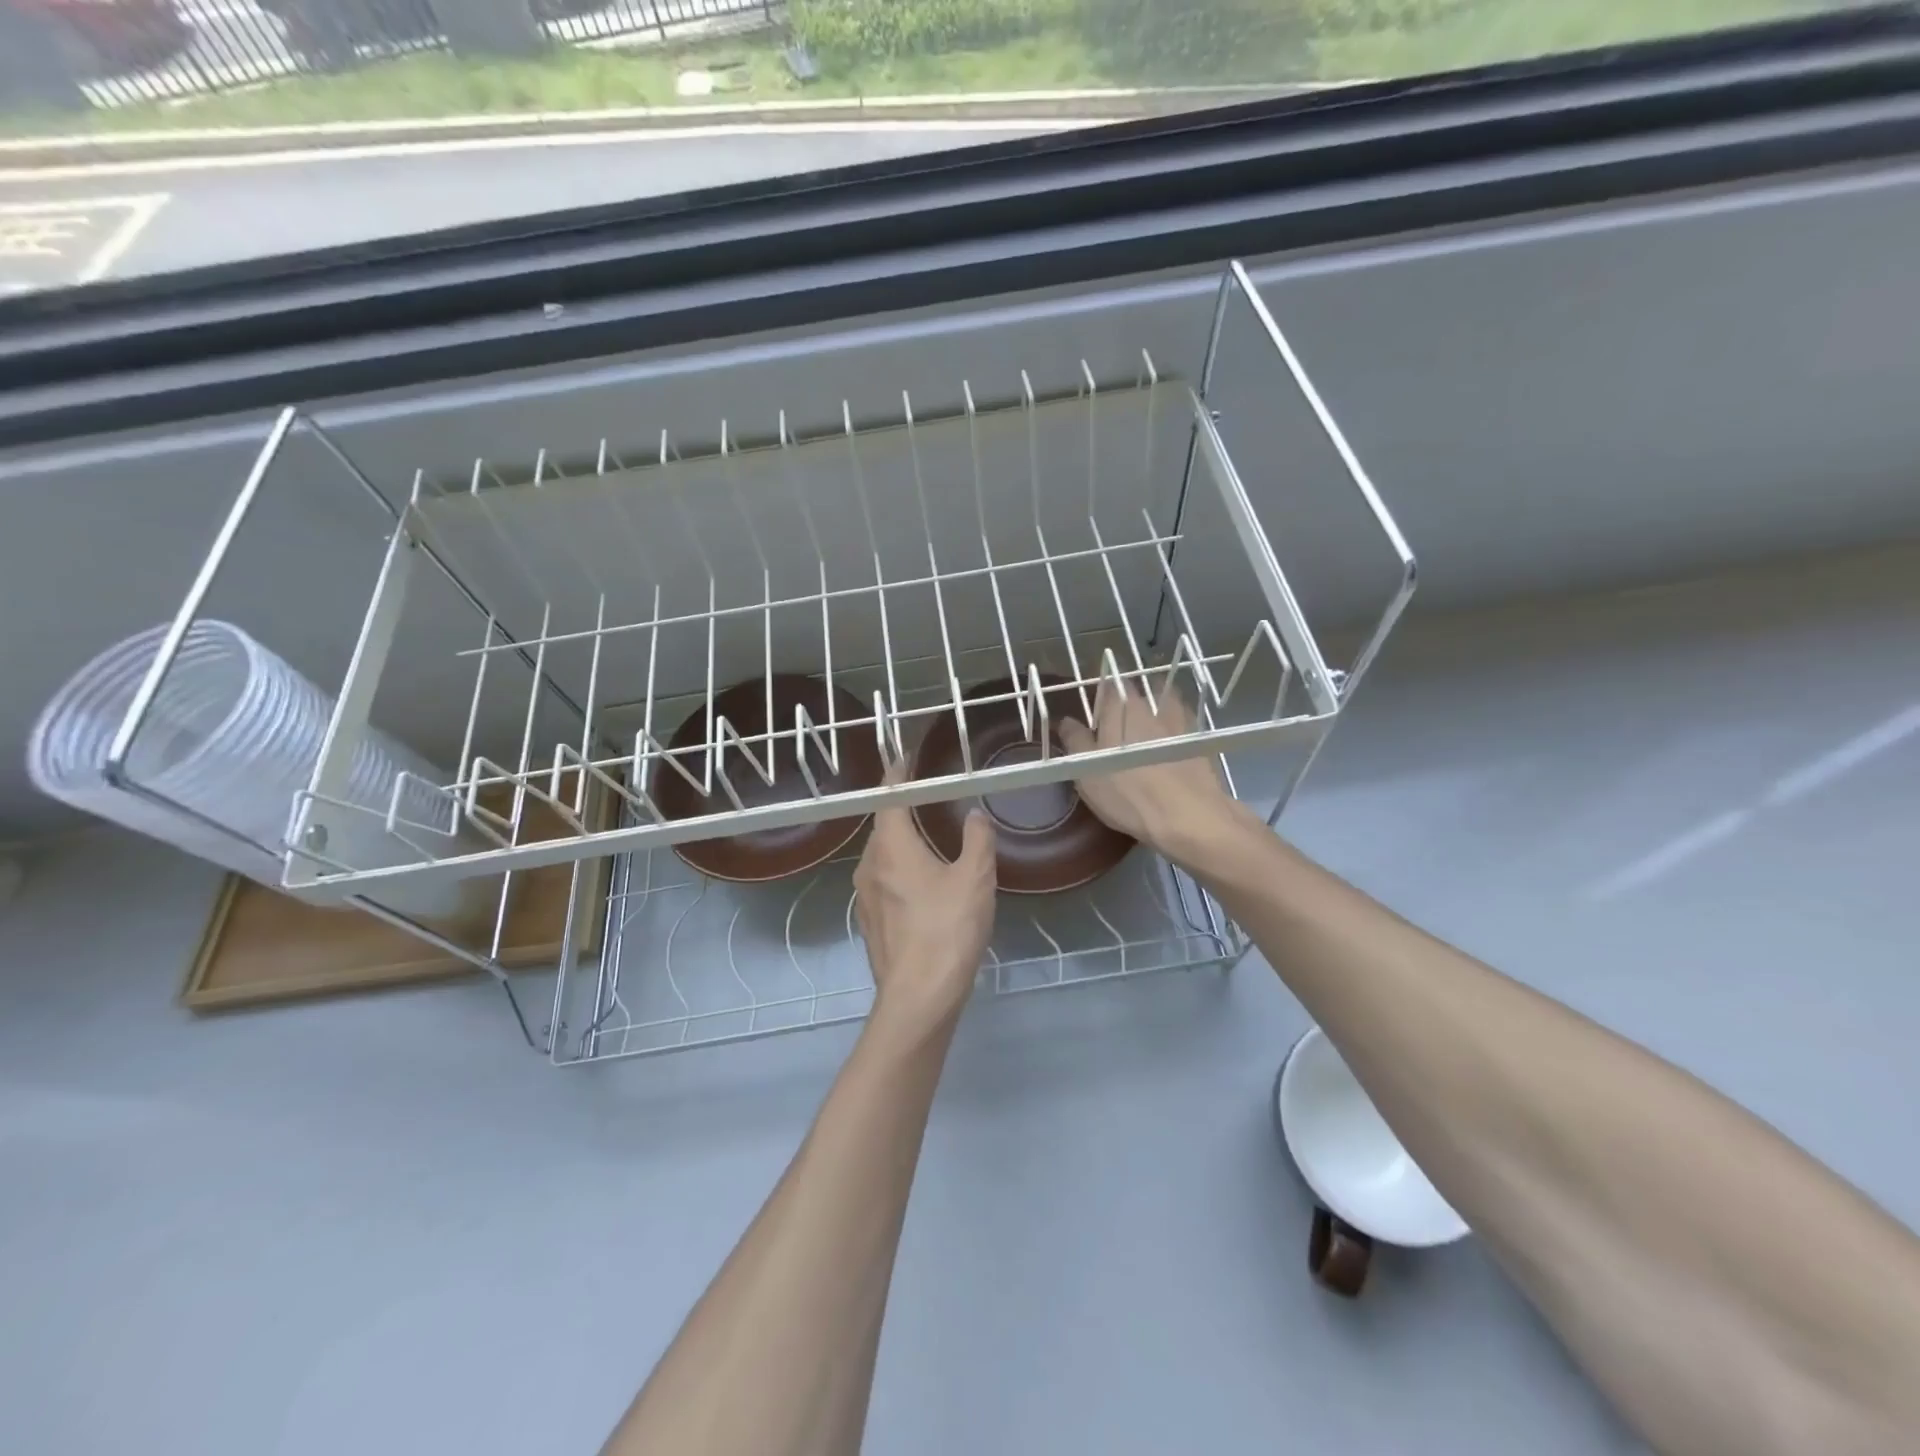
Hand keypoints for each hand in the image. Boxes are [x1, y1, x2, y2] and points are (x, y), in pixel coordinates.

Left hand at [853, 768, 995, 1043]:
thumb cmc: (947, 929)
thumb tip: (974, 815)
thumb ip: (977, 840)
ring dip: (902, 841)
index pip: (888, 796)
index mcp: (891, 846)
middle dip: (903, 808)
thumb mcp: (975, 878)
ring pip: (882, 854)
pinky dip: (900, 869)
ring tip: (930, 836)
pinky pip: (884, 880)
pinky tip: (924, 881)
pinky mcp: (870, 920)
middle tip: (930, 797)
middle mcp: (869, 864)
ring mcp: (865, 895)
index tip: (908, 758)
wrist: (919, 996)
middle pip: (883, 824)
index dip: (898, 774)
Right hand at [1058, 675, 1250, 865]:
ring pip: (1165, 704)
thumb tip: (1066, 721)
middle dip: (1127, 702)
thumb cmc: (1128, 792)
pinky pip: (1183, 726)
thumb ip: (1075, 741)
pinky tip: (1169, 750)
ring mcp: (1181, 720)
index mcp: (1120, 706)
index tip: (1092, 710)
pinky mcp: (1200, 740)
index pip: (1107, 684)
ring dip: (1156, 712)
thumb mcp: (1087, 771)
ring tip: (1146, 733)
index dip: (1098, 695)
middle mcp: (1152, 704)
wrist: (1189, 816)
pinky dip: (1175, 731)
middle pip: (1138, 690)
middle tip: (1117, 724)